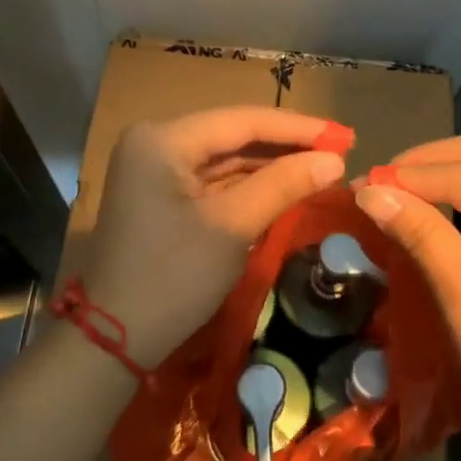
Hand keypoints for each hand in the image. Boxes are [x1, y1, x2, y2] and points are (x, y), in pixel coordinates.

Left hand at [81, 107, 348, 367]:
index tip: (346, 136)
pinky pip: (212, 180)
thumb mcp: (232, 228)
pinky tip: (285, 185)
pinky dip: (248, 184)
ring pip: (224, 158)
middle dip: (286, 145)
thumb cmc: (172, 278)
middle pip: (233, 135)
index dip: (299, 128)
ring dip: (270, 164)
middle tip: (340, 151)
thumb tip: (336, 161)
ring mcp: (154, 169)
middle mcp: (155, 142)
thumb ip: (283, 185)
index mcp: (163, 139)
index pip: (242, 121)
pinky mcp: (160, 196)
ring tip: (322, 167)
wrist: (114, 339)